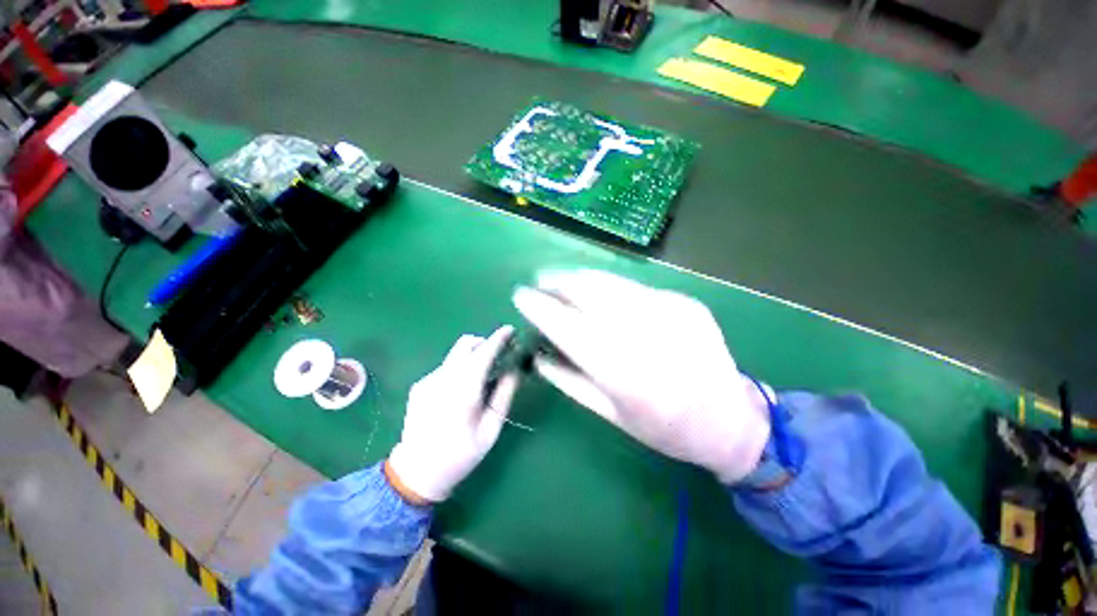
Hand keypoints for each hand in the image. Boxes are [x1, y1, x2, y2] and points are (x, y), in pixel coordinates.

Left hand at [387, 326, 518, 502]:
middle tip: (498, 356)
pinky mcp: (419, 385)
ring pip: (455, 355)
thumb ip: (504, 395)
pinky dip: (459, 369)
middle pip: (465, 344)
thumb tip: (514, 370)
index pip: (484, 353)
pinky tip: (460, 392)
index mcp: (464, 391)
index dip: (498, 338)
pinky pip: (445, 368)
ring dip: (472, 356)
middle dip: (484, 342)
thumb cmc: (461, 454)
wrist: (416, 472)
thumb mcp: (491, 429)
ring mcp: (428, 381)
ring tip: (480, 378)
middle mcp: (443, 379)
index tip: (510, 330)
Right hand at [513, 270, 770, 483]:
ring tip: (563, 280)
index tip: (520, 295)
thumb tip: (538, 355)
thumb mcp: (611, 415)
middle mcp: (644, 334)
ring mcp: (669, 311)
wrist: (730, 419)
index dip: (539, 307)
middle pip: (589, 291)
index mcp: (621, 372)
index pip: (566, 326)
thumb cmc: (664, 428)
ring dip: (581, 278)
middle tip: (541, 281)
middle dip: (558, 281)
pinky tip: (605, 296)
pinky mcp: (684, 302)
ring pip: (611, 282)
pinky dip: (612, 288)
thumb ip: (569, 382)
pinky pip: (636, 289)